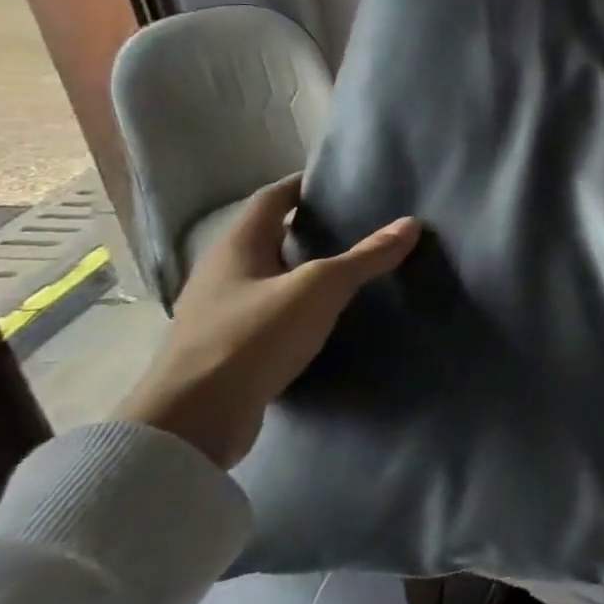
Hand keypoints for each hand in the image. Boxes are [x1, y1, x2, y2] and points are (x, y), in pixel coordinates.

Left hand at [117, 175, 419, 467]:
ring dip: (303, 269)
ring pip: (269, 277)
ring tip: (350, 266)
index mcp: (236, 247)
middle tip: (356, 222)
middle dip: (308, 228)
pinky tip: (326, 316)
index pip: (271, 199)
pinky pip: (269, 313)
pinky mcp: (228, 350)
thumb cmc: (251, 337)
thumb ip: (365, 257)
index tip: (337, 181)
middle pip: (269, 237)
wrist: (192, 423)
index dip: (302, 185)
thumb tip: (411, 223)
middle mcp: (222, 274)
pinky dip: (298, 306)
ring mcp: (220, 314)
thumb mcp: (318, 289)